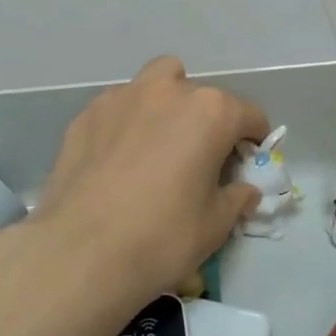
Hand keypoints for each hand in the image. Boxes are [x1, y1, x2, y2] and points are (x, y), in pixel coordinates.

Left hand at [27, 57, 269, 315]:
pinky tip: (118, 158)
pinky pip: (118, 107)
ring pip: (155, 84)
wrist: (81, 251)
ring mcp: (121, 97)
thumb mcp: (215, 225)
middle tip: (199, 157)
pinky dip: (127, 122)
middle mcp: (168, 91)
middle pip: (200, 95)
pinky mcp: (86, 114)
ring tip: (157, 144)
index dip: (253, 139)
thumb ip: (236, 198)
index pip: (248, 115)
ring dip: (165, 105)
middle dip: (207, 119)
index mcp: (210, 112)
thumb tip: (244, 190)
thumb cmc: (162, 237)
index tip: (246, 162)